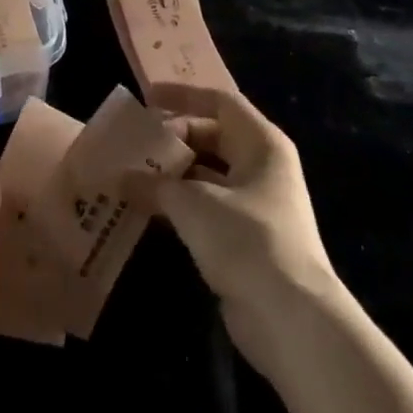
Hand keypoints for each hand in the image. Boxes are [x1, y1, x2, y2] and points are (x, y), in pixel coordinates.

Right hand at [149, 84, 344, 374]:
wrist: (290, 316)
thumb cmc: (246, 239)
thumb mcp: (193, 203)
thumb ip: (155, 184)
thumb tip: (122, 177)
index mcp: (261, 144)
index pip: (220, 102)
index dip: (183, 96)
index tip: (146, 98)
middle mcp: (262, 167)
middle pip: (213, 137)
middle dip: (173, 139)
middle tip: (133, 144)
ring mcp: (256, 204)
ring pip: (207, 175)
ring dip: (172, 174)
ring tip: (130, 175)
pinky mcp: (245, 238)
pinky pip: (206, 207)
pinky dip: (179, 205)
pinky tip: (147, 210)